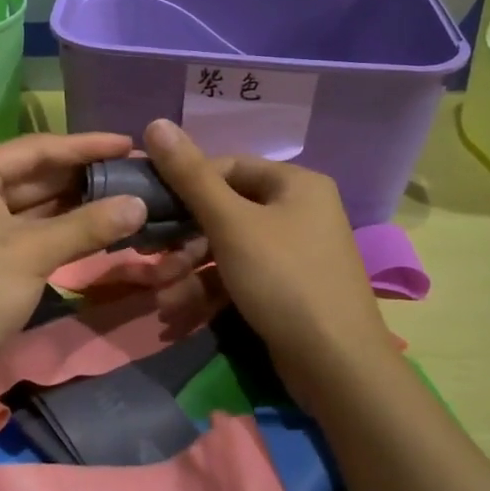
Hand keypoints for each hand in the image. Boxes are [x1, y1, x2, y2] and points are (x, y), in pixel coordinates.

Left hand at [0, 132, 207, 401]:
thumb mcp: (32, 253)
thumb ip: (88, 225)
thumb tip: (140, 204)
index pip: (37, 149)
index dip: (86, 145)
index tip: (129, 144)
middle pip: (35, 175)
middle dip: (83, 176)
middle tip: (134, 173)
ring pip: (34, 206)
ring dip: (76, 205)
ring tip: (125, 197)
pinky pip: (28, 232)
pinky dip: (60, 231)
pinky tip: (97, 229)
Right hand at [143, 118, 391, 410]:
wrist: (337, 367)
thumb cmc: (283, 279)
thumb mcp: (230, 224)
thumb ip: (190, 176)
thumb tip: (155, 123)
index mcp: (295, 184)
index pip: (227, 167)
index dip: (186, 185)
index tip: (152, 208)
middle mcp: (299, 210)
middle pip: (226, 210)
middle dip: (184, 239)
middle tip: (152, 258)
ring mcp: (295, 252)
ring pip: (229, 248)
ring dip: (190, 270)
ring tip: (162, 296)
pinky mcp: (288, 289)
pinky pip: (241, 276)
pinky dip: (211, 289)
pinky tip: (179, 311)